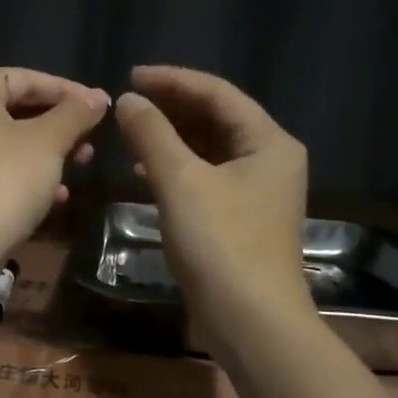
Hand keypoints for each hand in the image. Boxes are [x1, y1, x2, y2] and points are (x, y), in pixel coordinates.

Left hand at [0, 68, 110, 264]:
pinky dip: (29, 176)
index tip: (101, 106)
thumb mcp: (47, 142)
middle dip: (59, 125)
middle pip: (16, 109)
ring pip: (10, 143)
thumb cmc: (3, 180)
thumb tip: (99, 98)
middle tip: (93, 139)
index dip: (67, 90)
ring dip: (49, 152)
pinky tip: (58, 196)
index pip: (23, 78)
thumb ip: (75, 114)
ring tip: (83, 163)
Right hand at [113, 65, 310, 355]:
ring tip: (131, 131)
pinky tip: (145, 171)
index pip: (218, 93)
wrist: (250, 322)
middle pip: (216, 118)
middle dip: (172, 107)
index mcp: (268, 142)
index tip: (131, 75)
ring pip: (210, 149)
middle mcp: (269, 160)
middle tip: (128, 100)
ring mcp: (257, 192)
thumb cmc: (221, 243)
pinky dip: (177, 169)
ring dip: (171, 138)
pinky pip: (206, 177)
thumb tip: (128, 100)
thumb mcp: (181, 182)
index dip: (173, 80)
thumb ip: (152, 134)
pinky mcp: (241, 218)